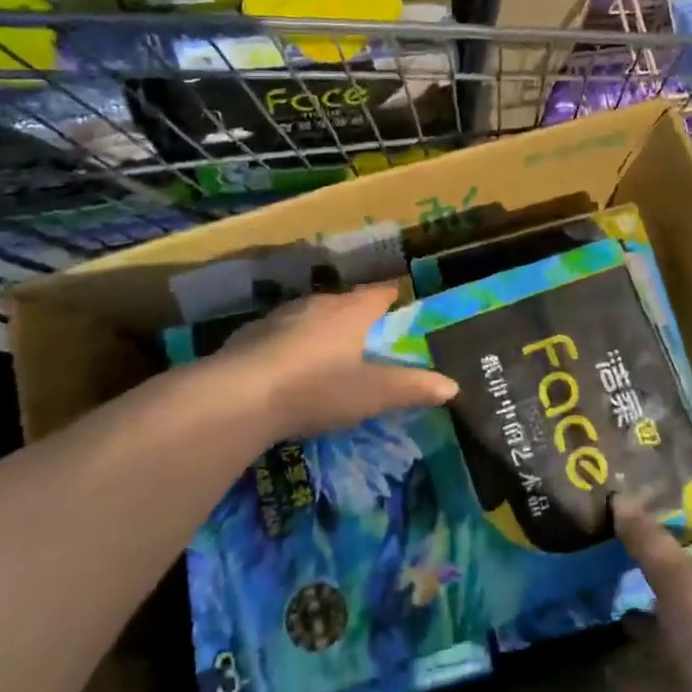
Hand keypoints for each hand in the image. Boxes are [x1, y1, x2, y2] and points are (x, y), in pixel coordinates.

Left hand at [216, 285, 457, 442]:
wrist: (238, 397)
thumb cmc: (317, 388)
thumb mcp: (373, 394)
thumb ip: (412, 388)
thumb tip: (453, 386)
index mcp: (350, 312)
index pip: (378, 294)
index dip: (392, 296)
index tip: (400, 299)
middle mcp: (316, 305)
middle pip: (342, 303)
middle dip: (355, 313)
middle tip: (367, 332)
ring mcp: (278, 318)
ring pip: (308, 316)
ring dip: (320, 328)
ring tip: (328, 348)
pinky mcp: (248, 337)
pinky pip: (278, 335)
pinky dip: (288, 345)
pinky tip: (287, 367)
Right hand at [611, 499, 691, 691]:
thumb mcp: (678, 577)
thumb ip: (648, 542)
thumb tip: (619, 497)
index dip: (678, 543)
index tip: (638, 535)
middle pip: (686, 594)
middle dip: (654, 587)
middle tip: (610, 572)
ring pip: (672, 637)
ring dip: (644, 630)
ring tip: (604, 615)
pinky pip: (659, 679)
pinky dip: (636, 674)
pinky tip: (604, 666)